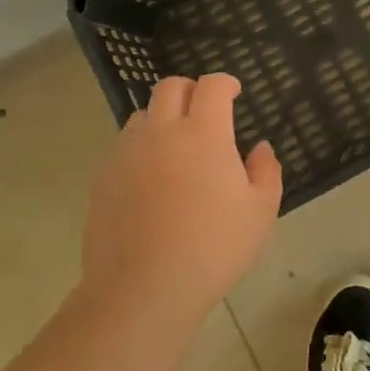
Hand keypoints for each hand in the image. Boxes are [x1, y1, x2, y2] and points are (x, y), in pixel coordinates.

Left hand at [81, 73, 282, 317]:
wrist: (143, 288)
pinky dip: (141, 149)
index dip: (225, 83)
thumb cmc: (212, 248)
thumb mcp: (260, 212)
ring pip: (143, 114)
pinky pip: (124, 147)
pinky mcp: (103, 176)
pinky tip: (151, 180)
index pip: (211, 86)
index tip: (233, 93)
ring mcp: (127, 152)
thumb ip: (266, 171)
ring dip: (162, 118)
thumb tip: (259, 148)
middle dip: (191, 90)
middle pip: (170, 87)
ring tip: (176, 147)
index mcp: (203, 133)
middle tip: (204, 112)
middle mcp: (161, 131)